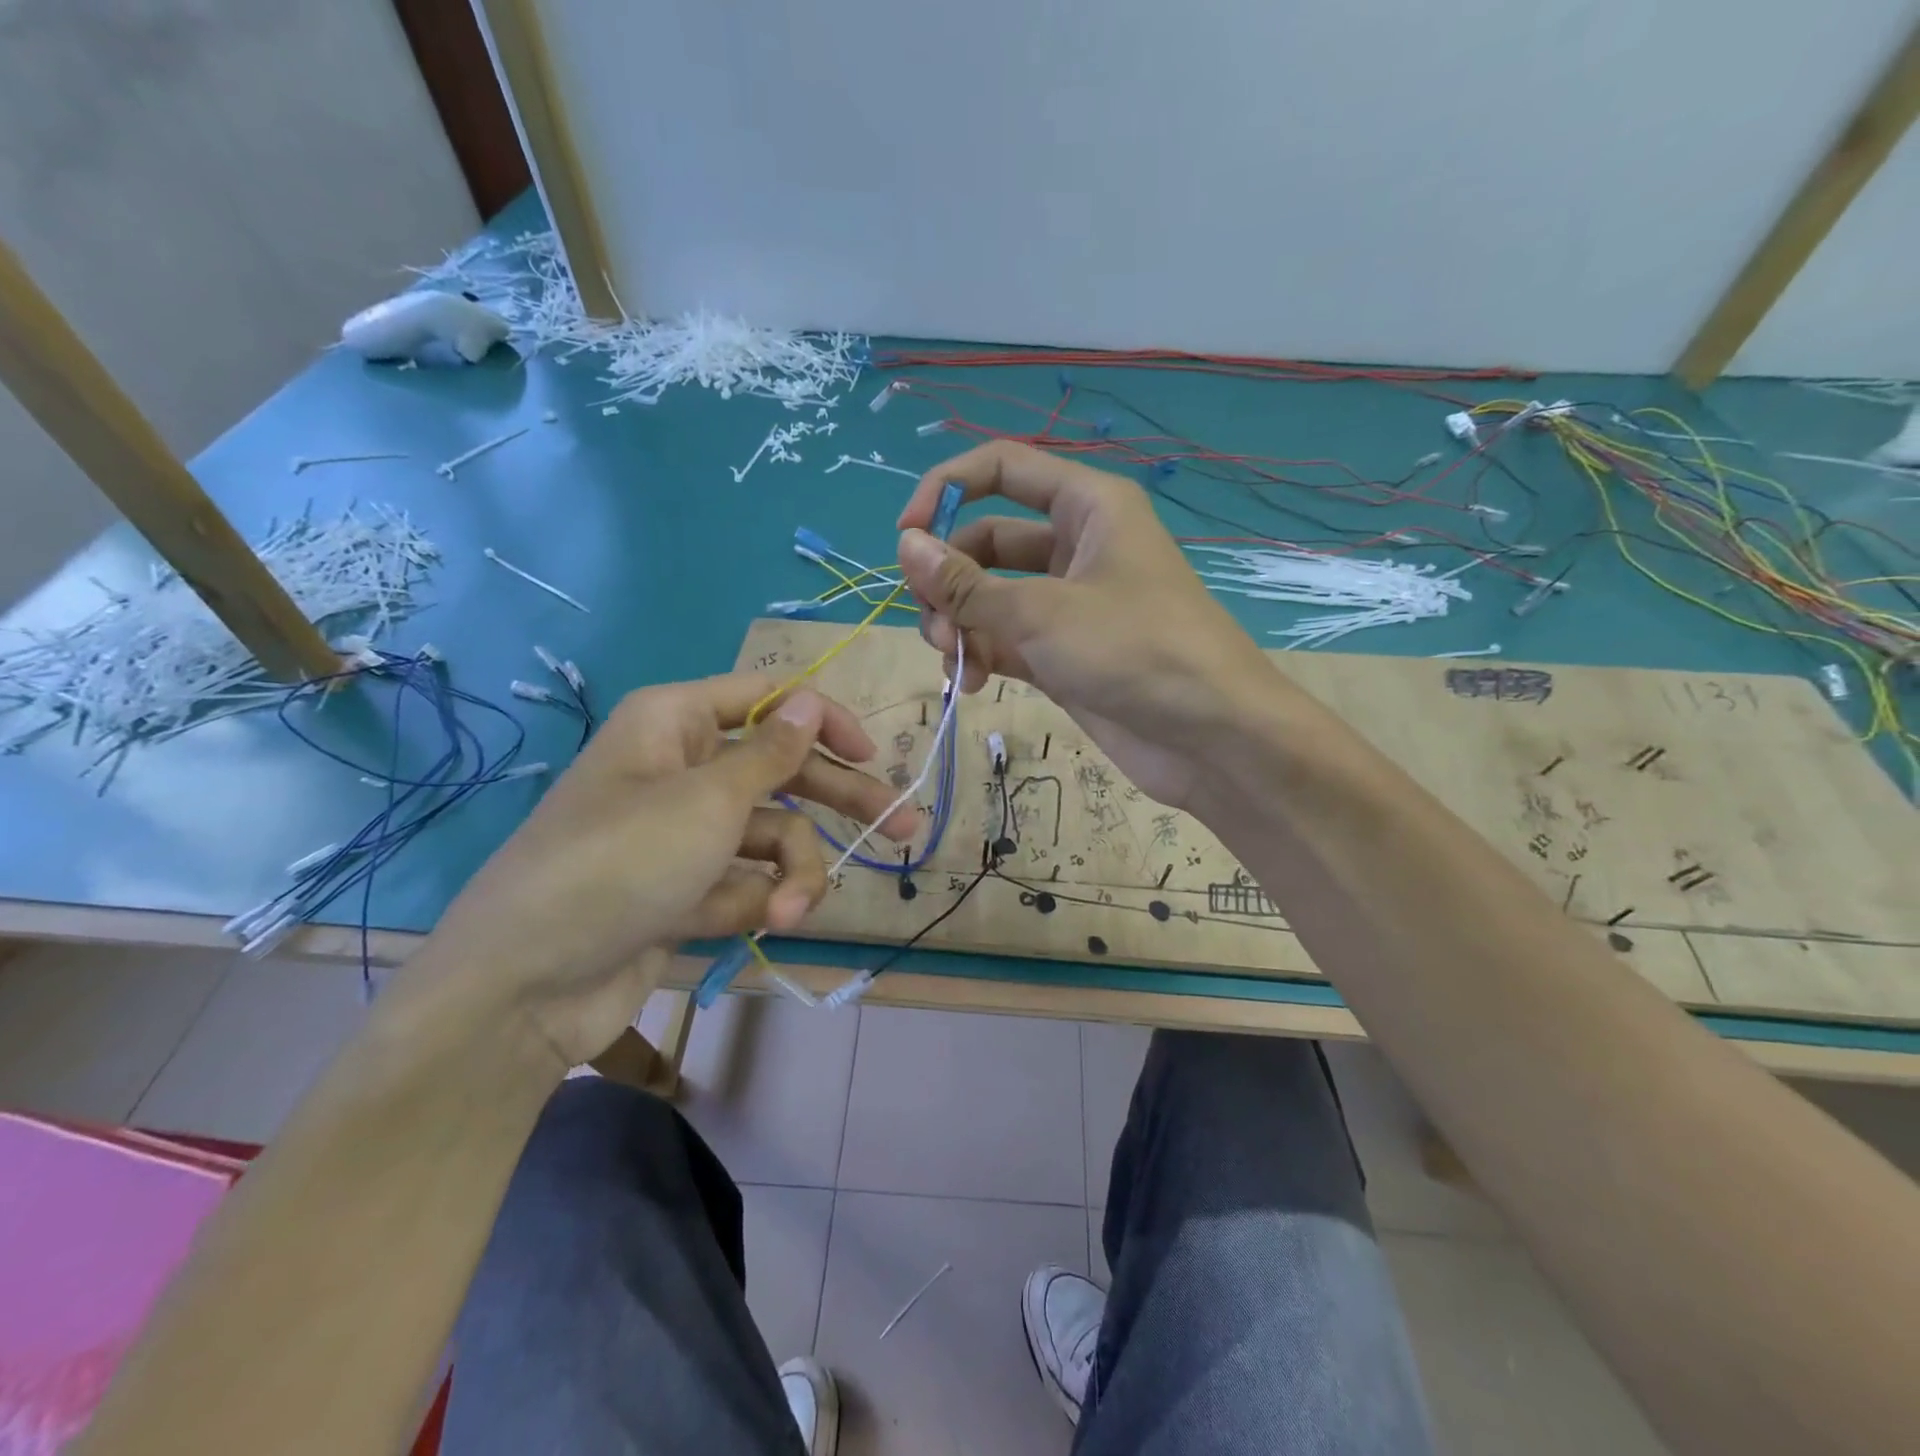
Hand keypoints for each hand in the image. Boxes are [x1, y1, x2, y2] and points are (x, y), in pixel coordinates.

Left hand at [399, 675, 913, 1068]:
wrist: (525, 985)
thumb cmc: (621, 862)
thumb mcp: (709, 799)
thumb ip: (772, 754)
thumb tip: (810, 703)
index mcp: (677, 723)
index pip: (768, 699)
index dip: (823, 720)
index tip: (872, 754)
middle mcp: (682, 769)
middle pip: (783, 772)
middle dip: (841, 804)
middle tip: (908, 828)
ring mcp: (683, 834)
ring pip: (771, 836)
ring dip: (794, 873)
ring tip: (792, 912)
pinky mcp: (685, 890)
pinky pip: (746, 881)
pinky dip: (759, 901)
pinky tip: (763, 924)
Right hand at [896, 440, 1277, 807]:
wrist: (1212, 738)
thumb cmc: (1137, 651)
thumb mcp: (1044, 611)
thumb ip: (967, 583)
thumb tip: (904, 546)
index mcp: (1087, 505)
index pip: (1001, 469)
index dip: (946, 489)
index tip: (905, 536)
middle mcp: (1076, 546)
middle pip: (986, 540)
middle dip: (949, 578)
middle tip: (932, 621)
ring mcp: (1069, 603)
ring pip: (990, 595)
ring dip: (960, 623)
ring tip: (955, 660)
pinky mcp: (1063, 653)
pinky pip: (1005, 639)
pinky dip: (982, 655)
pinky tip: (972, 683)